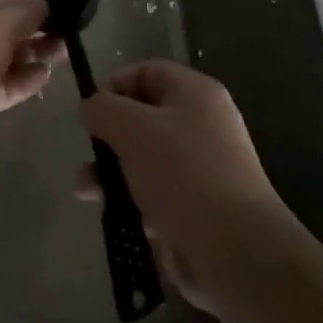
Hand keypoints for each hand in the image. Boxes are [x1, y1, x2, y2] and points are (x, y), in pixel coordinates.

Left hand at [0, 0, 59, 164]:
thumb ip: (27, 9)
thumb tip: (43, 5)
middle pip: (4, 16)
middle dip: (36, 18)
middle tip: (70, 22)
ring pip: (9, 50)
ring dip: (36, 49)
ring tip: (65, 50)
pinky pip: (7, 81)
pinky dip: (26, 77)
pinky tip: (46, 75)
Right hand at [76, 60, 286, 310]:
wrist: (235, 251)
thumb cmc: (183, 174)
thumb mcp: (133, 128)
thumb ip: (104, 109)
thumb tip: (92, 109)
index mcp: (196, 93)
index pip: (148, 72)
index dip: (115, 85)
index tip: (91, 112)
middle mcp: (202, 124)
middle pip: (143, 117)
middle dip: (109, 136)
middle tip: (89, 156)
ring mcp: (201, 167)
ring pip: (144, 158)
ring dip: (111, 172)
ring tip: (88, 192)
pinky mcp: (195, 206)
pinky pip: (154, 192)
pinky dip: (132, 200)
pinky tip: (118, 216)